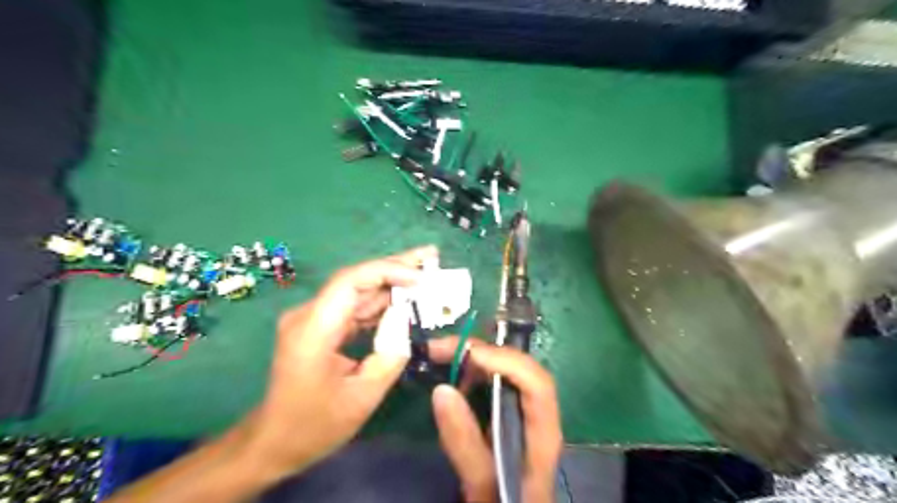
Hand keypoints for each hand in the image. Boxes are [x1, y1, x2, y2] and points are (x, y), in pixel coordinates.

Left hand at [243, 248, 437, 477]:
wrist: (273, 441)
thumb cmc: (314, 425)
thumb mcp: (363, 396)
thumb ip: (391, 354)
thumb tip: (406, 320)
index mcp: (313, 330)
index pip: (350, 281)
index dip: (388, 271)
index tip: (421, 277)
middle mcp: (309, 315)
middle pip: (356, 279)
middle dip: (396, 266)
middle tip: (431, 256)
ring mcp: (313, 318)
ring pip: (357, 290)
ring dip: (392, 282)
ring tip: (426, 274)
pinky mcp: (320, 326)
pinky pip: (354, 307)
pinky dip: (381, 302)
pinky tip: (405, 298)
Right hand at [426, 339, 557, 502]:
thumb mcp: (482, 485)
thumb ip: (464, 444)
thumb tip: (442, 389)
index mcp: (542, 434)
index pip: (536, 384)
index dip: (507, 362)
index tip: (469, 355)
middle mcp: (537, 414)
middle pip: (519, 368)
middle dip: (483, 351)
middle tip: (441, 348)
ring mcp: (523, 410)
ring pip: (506, 370)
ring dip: (476, 357)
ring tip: (441, 355)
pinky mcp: (508, 412)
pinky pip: (494, 380)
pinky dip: (474, 371)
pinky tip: (454, 374)